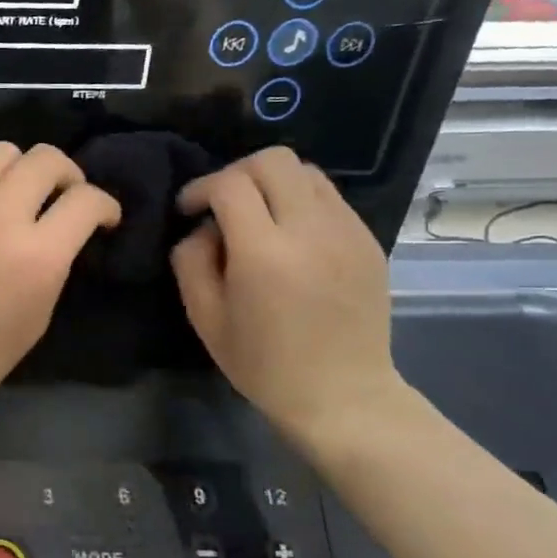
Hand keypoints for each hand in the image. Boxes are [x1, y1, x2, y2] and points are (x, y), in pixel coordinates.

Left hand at [0, 142, 121, 422]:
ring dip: (25, 168)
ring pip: (4, 151)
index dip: (106, 205)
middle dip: (69, 174)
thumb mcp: (37, 316)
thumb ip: (54, 264)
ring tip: (23, 196)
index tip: (104, 218)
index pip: (86, 200)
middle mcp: (0, 216)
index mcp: (36, 255)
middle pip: (46, 158)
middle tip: (66, 198)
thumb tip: (61, 235)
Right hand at [171, 147, 403, 446]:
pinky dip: (300, 200)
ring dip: (272, 182)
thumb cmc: (263, 364)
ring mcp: (347, 232)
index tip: (188, 209)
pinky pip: (329, 197)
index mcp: (265, 254)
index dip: (201, 188)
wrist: (342, 396)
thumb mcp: (205, 317)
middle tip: (221, 204)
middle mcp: (311, 230)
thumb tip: (204, 227)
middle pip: (273, 161)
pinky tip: (290, 235)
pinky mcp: (368, 240)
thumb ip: (191, 260)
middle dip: (237, 173)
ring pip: (305, 171)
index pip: (230, 185)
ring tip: (258, 215)